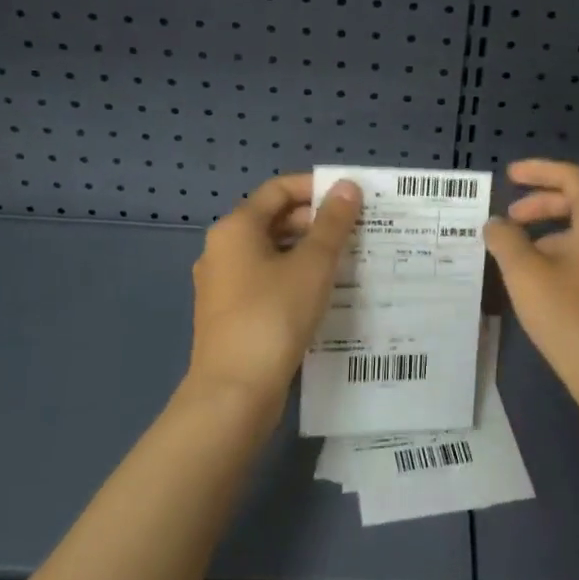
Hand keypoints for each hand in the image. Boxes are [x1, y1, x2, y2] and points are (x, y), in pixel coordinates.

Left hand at [186, 173, 360, 413]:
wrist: (234, 393)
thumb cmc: (273, 316)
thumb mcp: (312, 265)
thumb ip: (332, 223)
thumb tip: (347, 186)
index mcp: (235, 228)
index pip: (278, 190)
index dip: (315, 188)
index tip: (351, 199)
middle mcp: (222, 250)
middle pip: (273, 220)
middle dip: (315, 222)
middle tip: (356, 232)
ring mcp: (222, 285)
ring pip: (270, 253)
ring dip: (307, 252)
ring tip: (347, 262)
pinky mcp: (229, 315)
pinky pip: (265, 281)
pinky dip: (293, 278)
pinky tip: (322, 294)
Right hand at [484, 159, 578, 423]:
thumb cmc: (573, 318)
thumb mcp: (526, 275)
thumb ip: (506, 241)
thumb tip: (496, 223)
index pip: (570, 177)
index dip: (537, 171)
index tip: (508, 175)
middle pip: (577, 205)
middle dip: (539, 206)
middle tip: (509, 220)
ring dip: (548, 238)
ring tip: (517, 261)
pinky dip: (561, 261)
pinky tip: (542, 290)